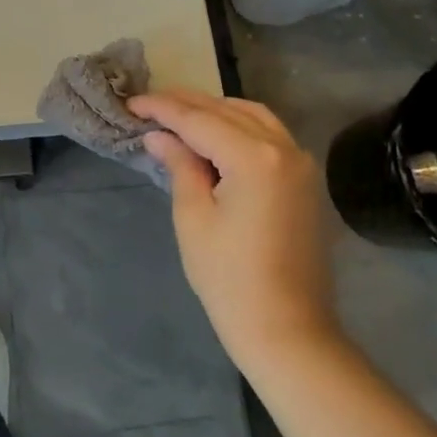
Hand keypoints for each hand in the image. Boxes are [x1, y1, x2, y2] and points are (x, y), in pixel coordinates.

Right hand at [127, 89, 342, 374]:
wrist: (289, 333)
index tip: (132, 102)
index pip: (198, 120)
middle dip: (186, 104)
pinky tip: (215, 133)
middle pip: (226, 111)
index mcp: (254, 157)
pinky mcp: (305, 179)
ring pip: (251, 115)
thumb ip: (180, 165)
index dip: (162, 108)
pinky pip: (269, 133)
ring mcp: (300, 162)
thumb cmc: (231, 281)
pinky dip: (239, 125)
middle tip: (148, 104)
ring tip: (178, 115)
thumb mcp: (194, 218)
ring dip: (214, 110)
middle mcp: (283, 148)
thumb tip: (159, 135)